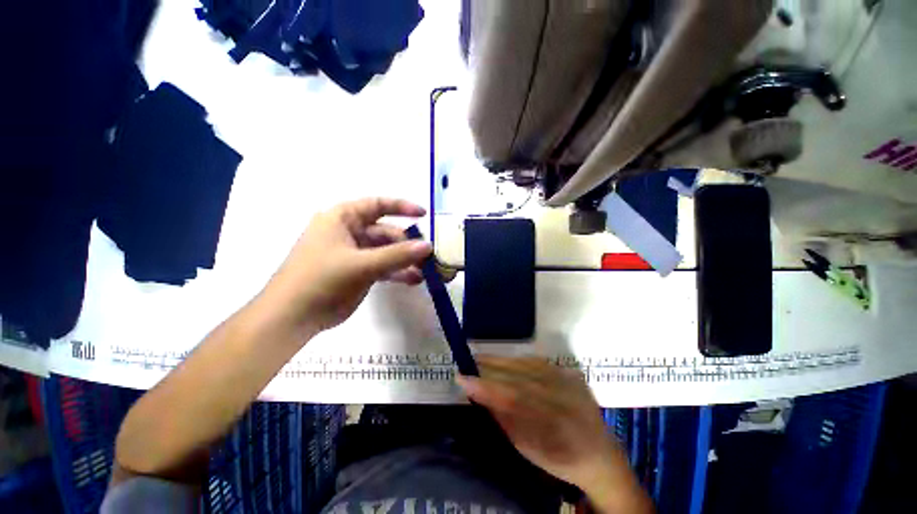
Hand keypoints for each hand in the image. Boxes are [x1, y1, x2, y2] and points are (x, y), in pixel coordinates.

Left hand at [260, 198, 431, 334]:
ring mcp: (354, 254)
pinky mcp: (358, 272)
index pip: (376, 205)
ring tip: (426, 270)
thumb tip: (428, 246)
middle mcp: (349, 232)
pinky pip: (383, 267)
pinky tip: (414, 280)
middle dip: (407, 244)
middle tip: (427, 256)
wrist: (293, 317)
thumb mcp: (362, 264)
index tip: (424, 215)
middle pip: (385, 232)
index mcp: (342, 218)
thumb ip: (397, 255)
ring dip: (405, 260)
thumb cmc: (321, 280)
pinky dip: (398, 273)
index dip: (401, 207)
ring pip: (386, 251)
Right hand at [457, 355, 652, 512]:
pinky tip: (506, 362)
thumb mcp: (528, 449)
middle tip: (470, 362)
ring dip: (503, 361)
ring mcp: (570, 383)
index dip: (485, 386)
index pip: (512, 398)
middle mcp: (565, 398)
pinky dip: (519, 361)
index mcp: (556, 427)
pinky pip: (540, 363)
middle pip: (520, 376)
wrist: (600, 454)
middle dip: (491, 368)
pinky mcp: (571, 374)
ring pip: (529, 365)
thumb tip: (481, 394)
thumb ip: (504, 419)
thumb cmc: (560, 459)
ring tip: (483, 359)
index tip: (462, 378)